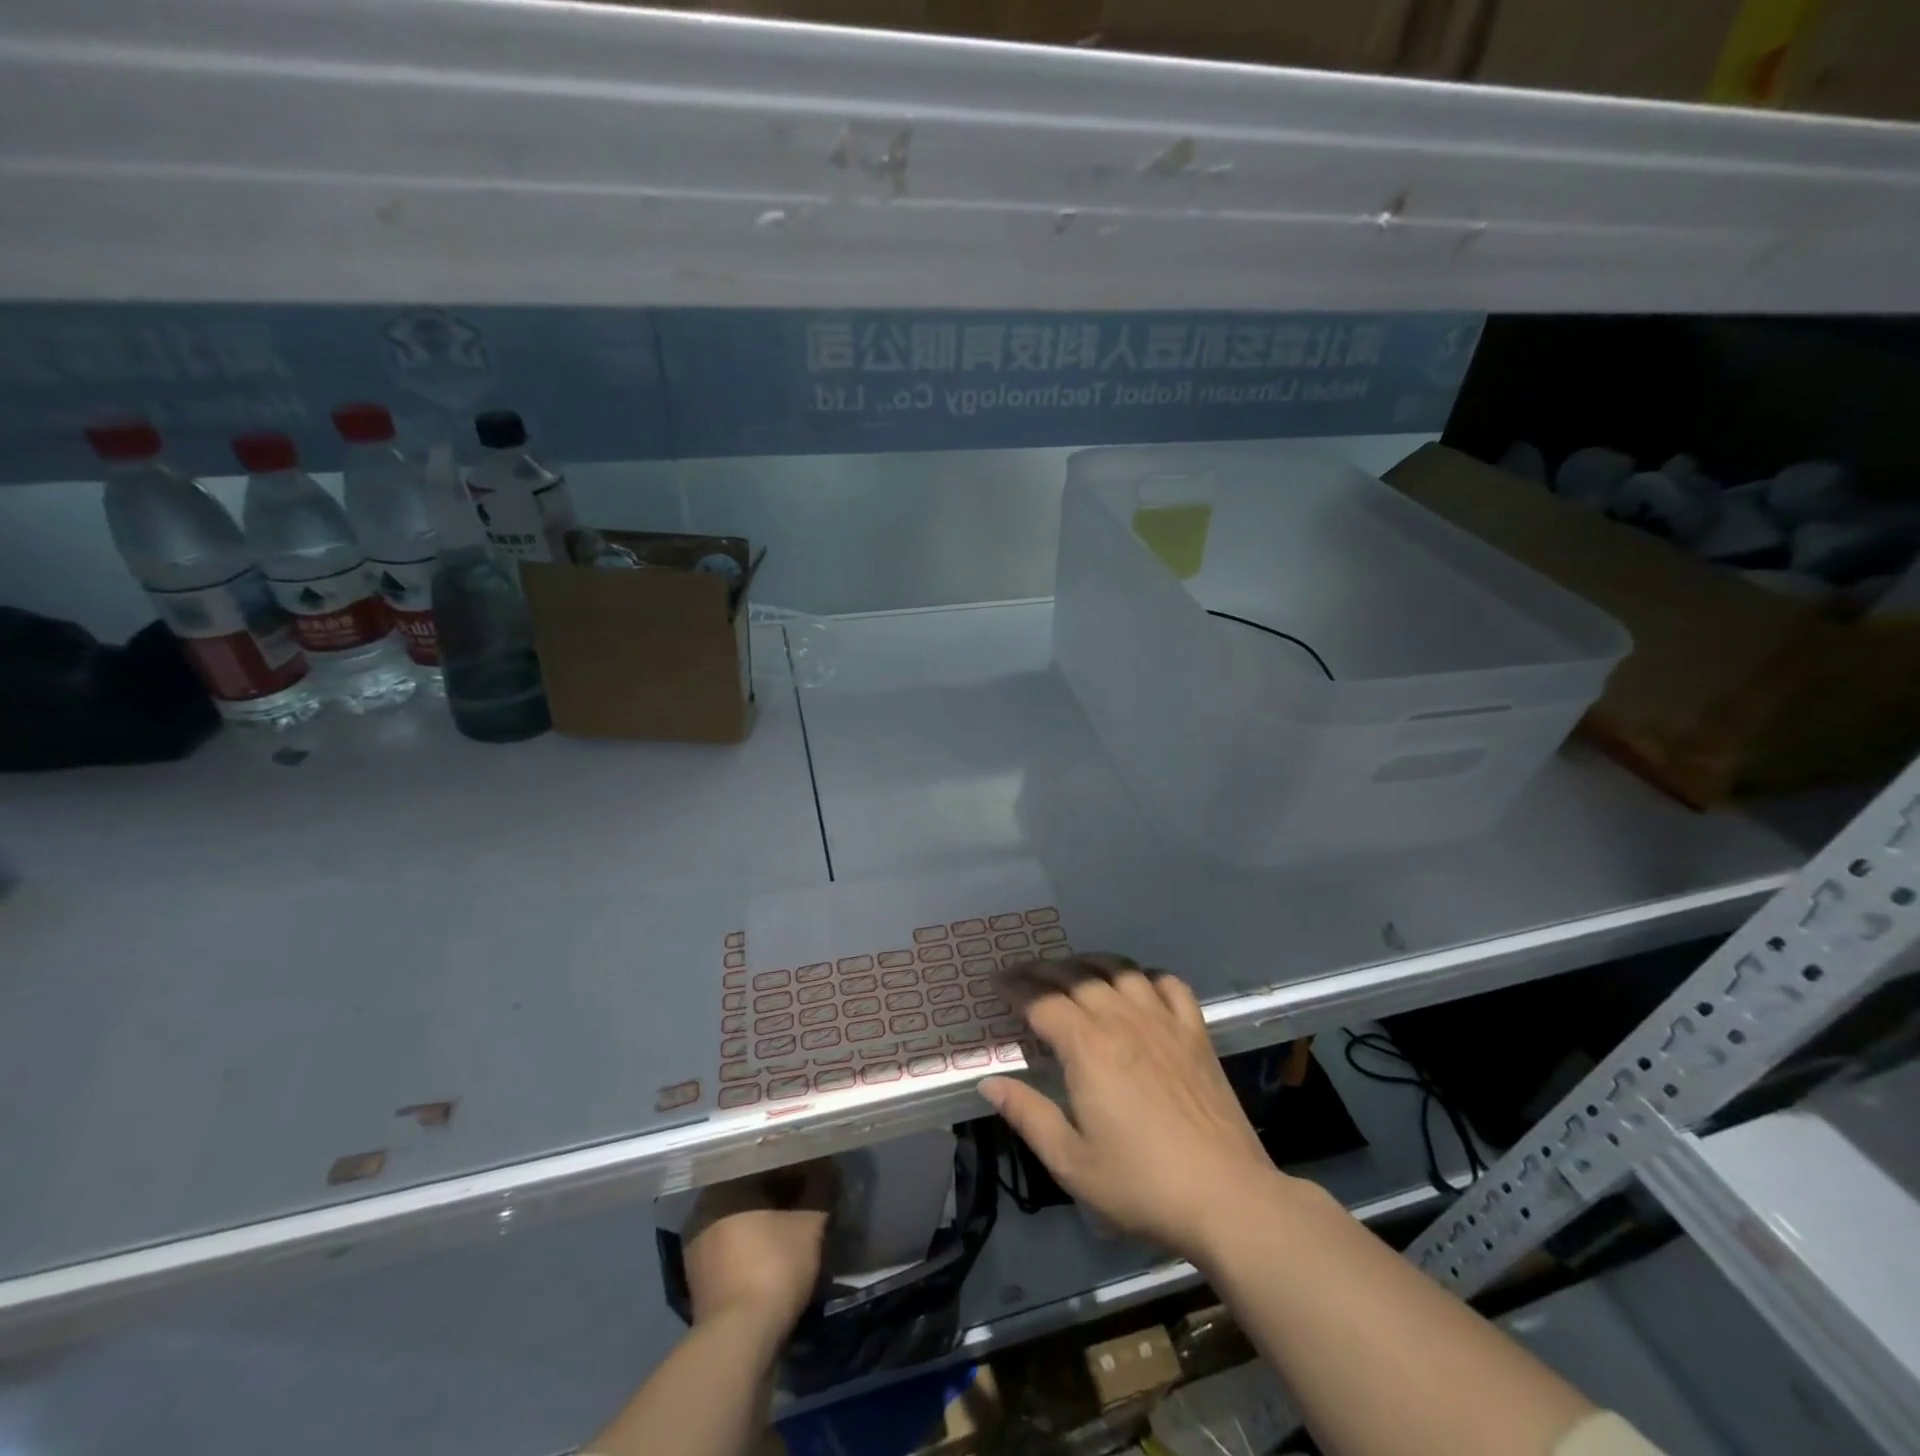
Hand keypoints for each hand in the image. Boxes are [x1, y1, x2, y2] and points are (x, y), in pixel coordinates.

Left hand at [683, 1164, 834, 1337]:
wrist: (738, 1341)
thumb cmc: (773, 1267)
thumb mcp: (810, 1223)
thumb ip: (821, 1187)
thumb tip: (828, 1168)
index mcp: (724, 1185)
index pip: (765, 1161)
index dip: (797, 1164)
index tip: (819, 1173)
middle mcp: (703, 1209)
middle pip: (752, 1189)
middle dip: (782, 1193)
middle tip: (811, 1198)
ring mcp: (697, 1247)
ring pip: (742, 1218)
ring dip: (768, 1220)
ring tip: (797, 1226)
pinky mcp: (699, 1279)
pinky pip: (734, 1247)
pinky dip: (755, 1245)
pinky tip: (777, 1253)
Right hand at [979, 955, 1287, 1262]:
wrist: (1227, 1197)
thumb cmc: (1141, 1184)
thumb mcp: (1071, 1163)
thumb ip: (1028, 1115)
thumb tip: (989, 1082)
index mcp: (1087, 1047)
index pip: (1042, 1001)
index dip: (1016, 988)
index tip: (997, 983)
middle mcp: (1122, 1020)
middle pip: (1077, 976)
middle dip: (1045, 970)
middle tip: (1025, 974)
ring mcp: (1164, 1021)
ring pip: (1121, 970)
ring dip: (1091, 963)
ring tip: (1074, 971)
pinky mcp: (1196, 1033)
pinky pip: (1169, 984)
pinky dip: (1148, 976)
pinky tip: (1138, 985)